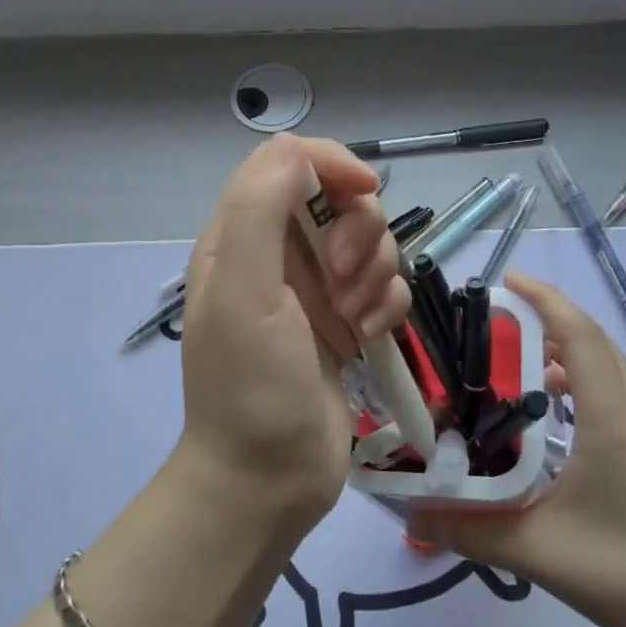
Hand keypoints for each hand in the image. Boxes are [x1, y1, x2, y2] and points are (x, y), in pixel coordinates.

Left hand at [176, 135, 411, 528]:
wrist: (269, 479)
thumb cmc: (251, 385)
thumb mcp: (244, 291)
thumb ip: (259, 208)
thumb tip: (295, 147)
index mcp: (240, 236)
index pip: (287, 162)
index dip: (331, 164)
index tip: (365, 192)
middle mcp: (276, 254)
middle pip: (339, 200)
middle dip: (357, 235)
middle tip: (343, 282)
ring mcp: (313, 290)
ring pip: (370, 243)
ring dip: (375, 276)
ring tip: (354, 322)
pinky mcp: (344, 322)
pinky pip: (384, 288)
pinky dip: (385, 307)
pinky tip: (369, 339)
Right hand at [410, 272, 625, 626]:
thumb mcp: (538, 551)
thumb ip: (469, 530)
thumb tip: (411, 515)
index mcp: (612, 420)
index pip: (580, 336)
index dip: (545, 300)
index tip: (507, 280)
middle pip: (594, 343)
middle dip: (548, 319)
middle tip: (497, 321)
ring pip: (609, 369)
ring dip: (566, 350)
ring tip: (516, 359)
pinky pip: (616, 394)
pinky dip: (582, 380)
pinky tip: (554, 413)